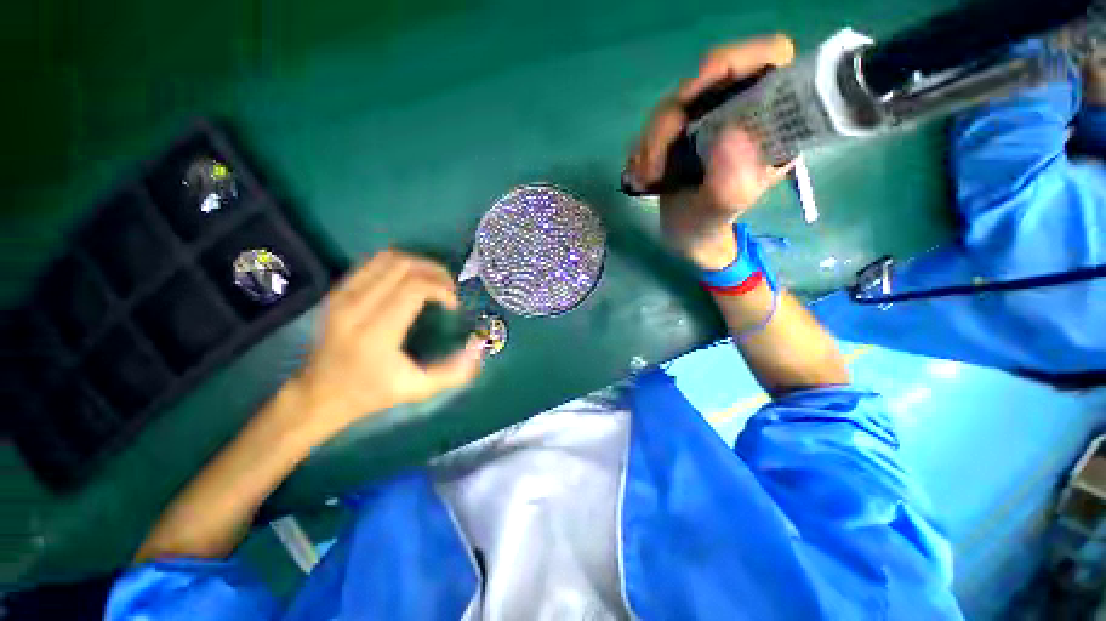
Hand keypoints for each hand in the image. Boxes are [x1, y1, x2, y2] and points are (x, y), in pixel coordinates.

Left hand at [289, 251, 483, 442]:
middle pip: (403, 266)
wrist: (319, 394)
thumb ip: (454, 372)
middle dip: (434, 271)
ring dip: (417, 264)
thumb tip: (479, 346)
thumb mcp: (418, 389)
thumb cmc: (372, 393)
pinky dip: (397, 265)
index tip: (453, 304)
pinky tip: (409, 280)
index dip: (442, 288)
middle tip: (449, 288)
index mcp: (377, 331)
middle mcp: (356, 306)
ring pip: (386, 258)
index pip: (415, 288)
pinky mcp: (337, 292)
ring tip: (432, 281)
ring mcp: (342, 295)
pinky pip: (371, 263)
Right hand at [625, 35, 795, 269]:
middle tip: (654, 162)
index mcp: (767, 125)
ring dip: (650, 141)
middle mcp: (738, 113)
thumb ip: (730, 184)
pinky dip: (641, 149)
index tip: (698, 85)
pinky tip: (642, 176)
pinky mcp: (679, 132)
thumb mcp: (721, 212)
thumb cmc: (708, 227)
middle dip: (671, 119)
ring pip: (672, 104)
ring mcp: (706, 120)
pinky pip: (653, 125)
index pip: (769, 60)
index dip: (738, 58)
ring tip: (647, 178)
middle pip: (706, 81)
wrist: (684, 236)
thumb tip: (730, 134)